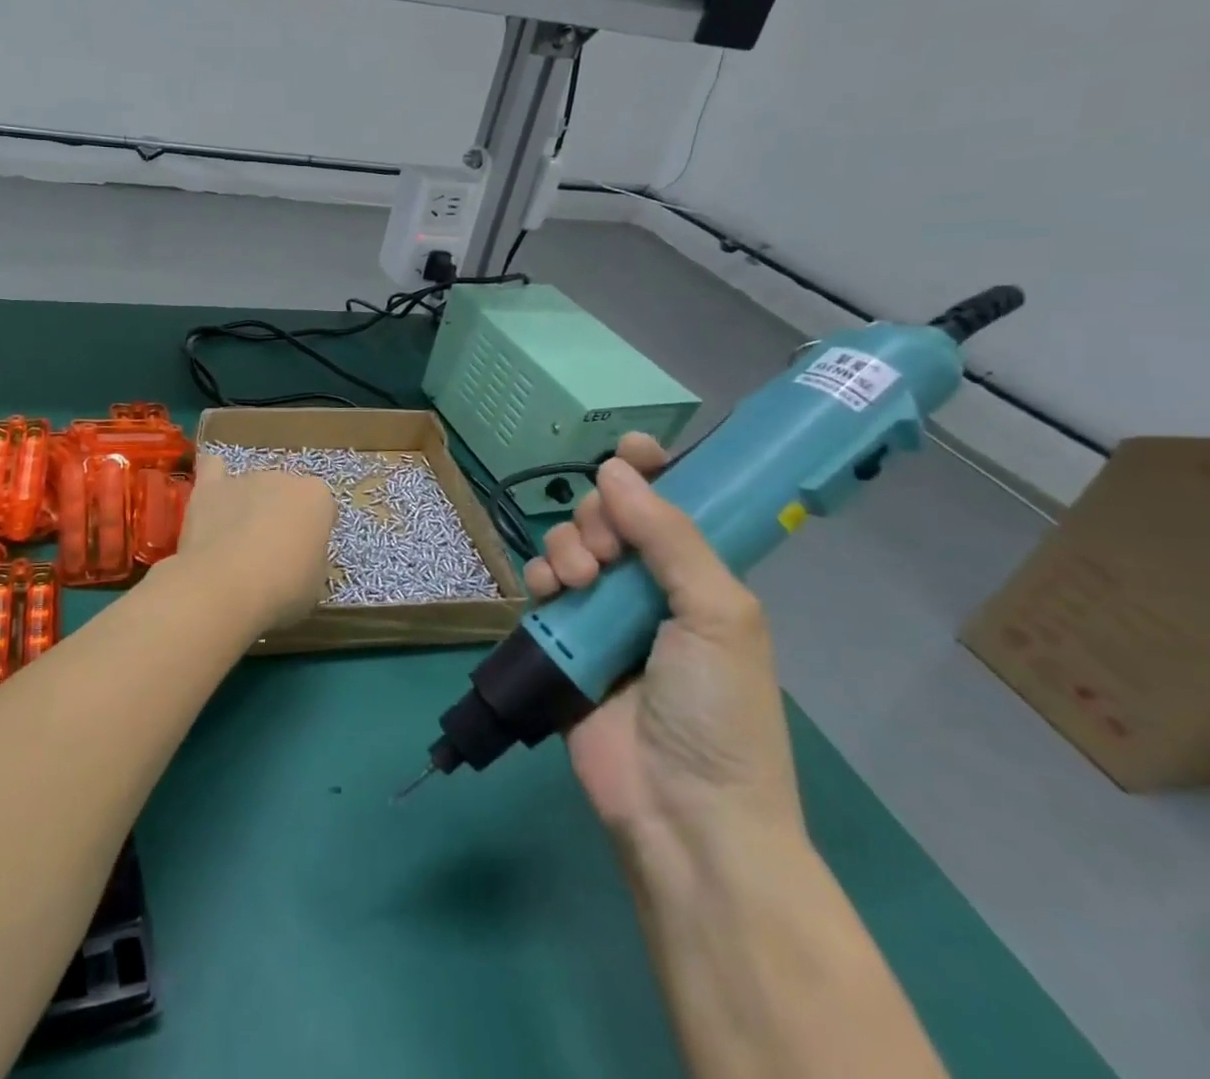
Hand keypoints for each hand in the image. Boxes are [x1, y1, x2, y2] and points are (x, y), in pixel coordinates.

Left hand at [173, 453, 335, 632]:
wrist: (225, 586)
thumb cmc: (282, 589)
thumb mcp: (315, 583)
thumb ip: (311, 558)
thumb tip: (299, 555)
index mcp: (317, 497)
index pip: (322, 508)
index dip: (313, 533)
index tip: (304, 556)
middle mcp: (283, 477)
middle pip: (286, 493)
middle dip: (280, 515)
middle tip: (270, 553)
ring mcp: (244, 478)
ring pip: (252, 487)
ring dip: (249, 506)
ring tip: (235, 543)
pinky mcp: (209, 487)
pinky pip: (213, 469)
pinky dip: (215, 480)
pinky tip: (212, 498)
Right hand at [523, 433, 804, 869]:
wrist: (683, 811)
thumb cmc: (719, 710)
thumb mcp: (719, 614)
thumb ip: (670, 536)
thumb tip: (615, 469)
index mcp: (701, 578)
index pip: (675, 506)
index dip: (654, 471)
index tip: (630, 448)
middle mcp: (651, 588)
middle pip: (611, 517)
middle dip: (599, 517)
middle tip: (608, 549)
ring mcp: (604, 614)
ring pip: (570, 544)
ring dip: (568, 546)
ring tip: (579, 579)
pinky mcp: (563, 639)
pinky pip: (542, 585)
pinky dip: (540, 576)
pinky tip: (550, 591)